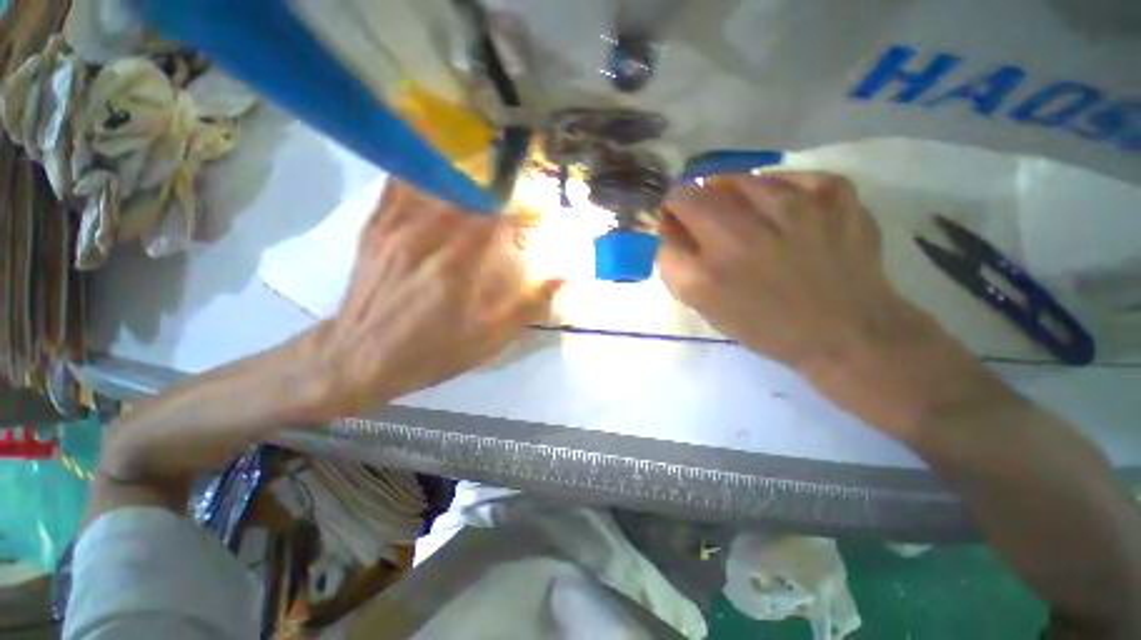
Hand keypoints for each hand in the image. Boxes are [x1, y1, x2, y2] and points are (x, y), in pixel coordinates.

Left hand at [303, 182, 562, 418]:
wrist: (357, 358)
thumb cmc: (430, 352)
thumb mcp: (487, 340)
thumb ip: (526, 306)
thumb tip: (560, 277)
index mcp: (455, 266)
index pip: (497, 218)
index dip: (524, 209)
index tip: (542, 211)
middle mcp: (424, 236)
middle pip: (468, 193)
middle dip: (500, 190)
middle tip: (517, 194)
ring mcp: (394, 228)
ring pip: (433, 180)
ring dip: (465, 174)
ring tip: (485, 174)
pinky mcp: (375, 228)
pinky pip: (398, 184)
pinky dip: (420, 168)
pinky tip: (434, 162)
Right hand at [659, 172, 912, 365]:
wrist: (847, 332)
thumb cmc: (765, 324)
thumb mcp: (704, 304)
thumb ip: (675, 264)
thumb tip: (669, 226)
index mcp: (712, 263)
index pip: (675, 206)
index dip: (671, 209)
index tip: (677, 220)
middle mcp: (747, 230)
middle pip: (703, 189)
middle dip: (697, 201)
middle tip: (710, 222)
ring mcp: (797, 206)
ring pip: (745, 178)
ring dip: (734, 194)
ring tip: (747, 218)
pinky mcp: (837, 194)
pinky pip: (791, 177)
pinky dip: (779, 189)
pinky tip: (783, 211)